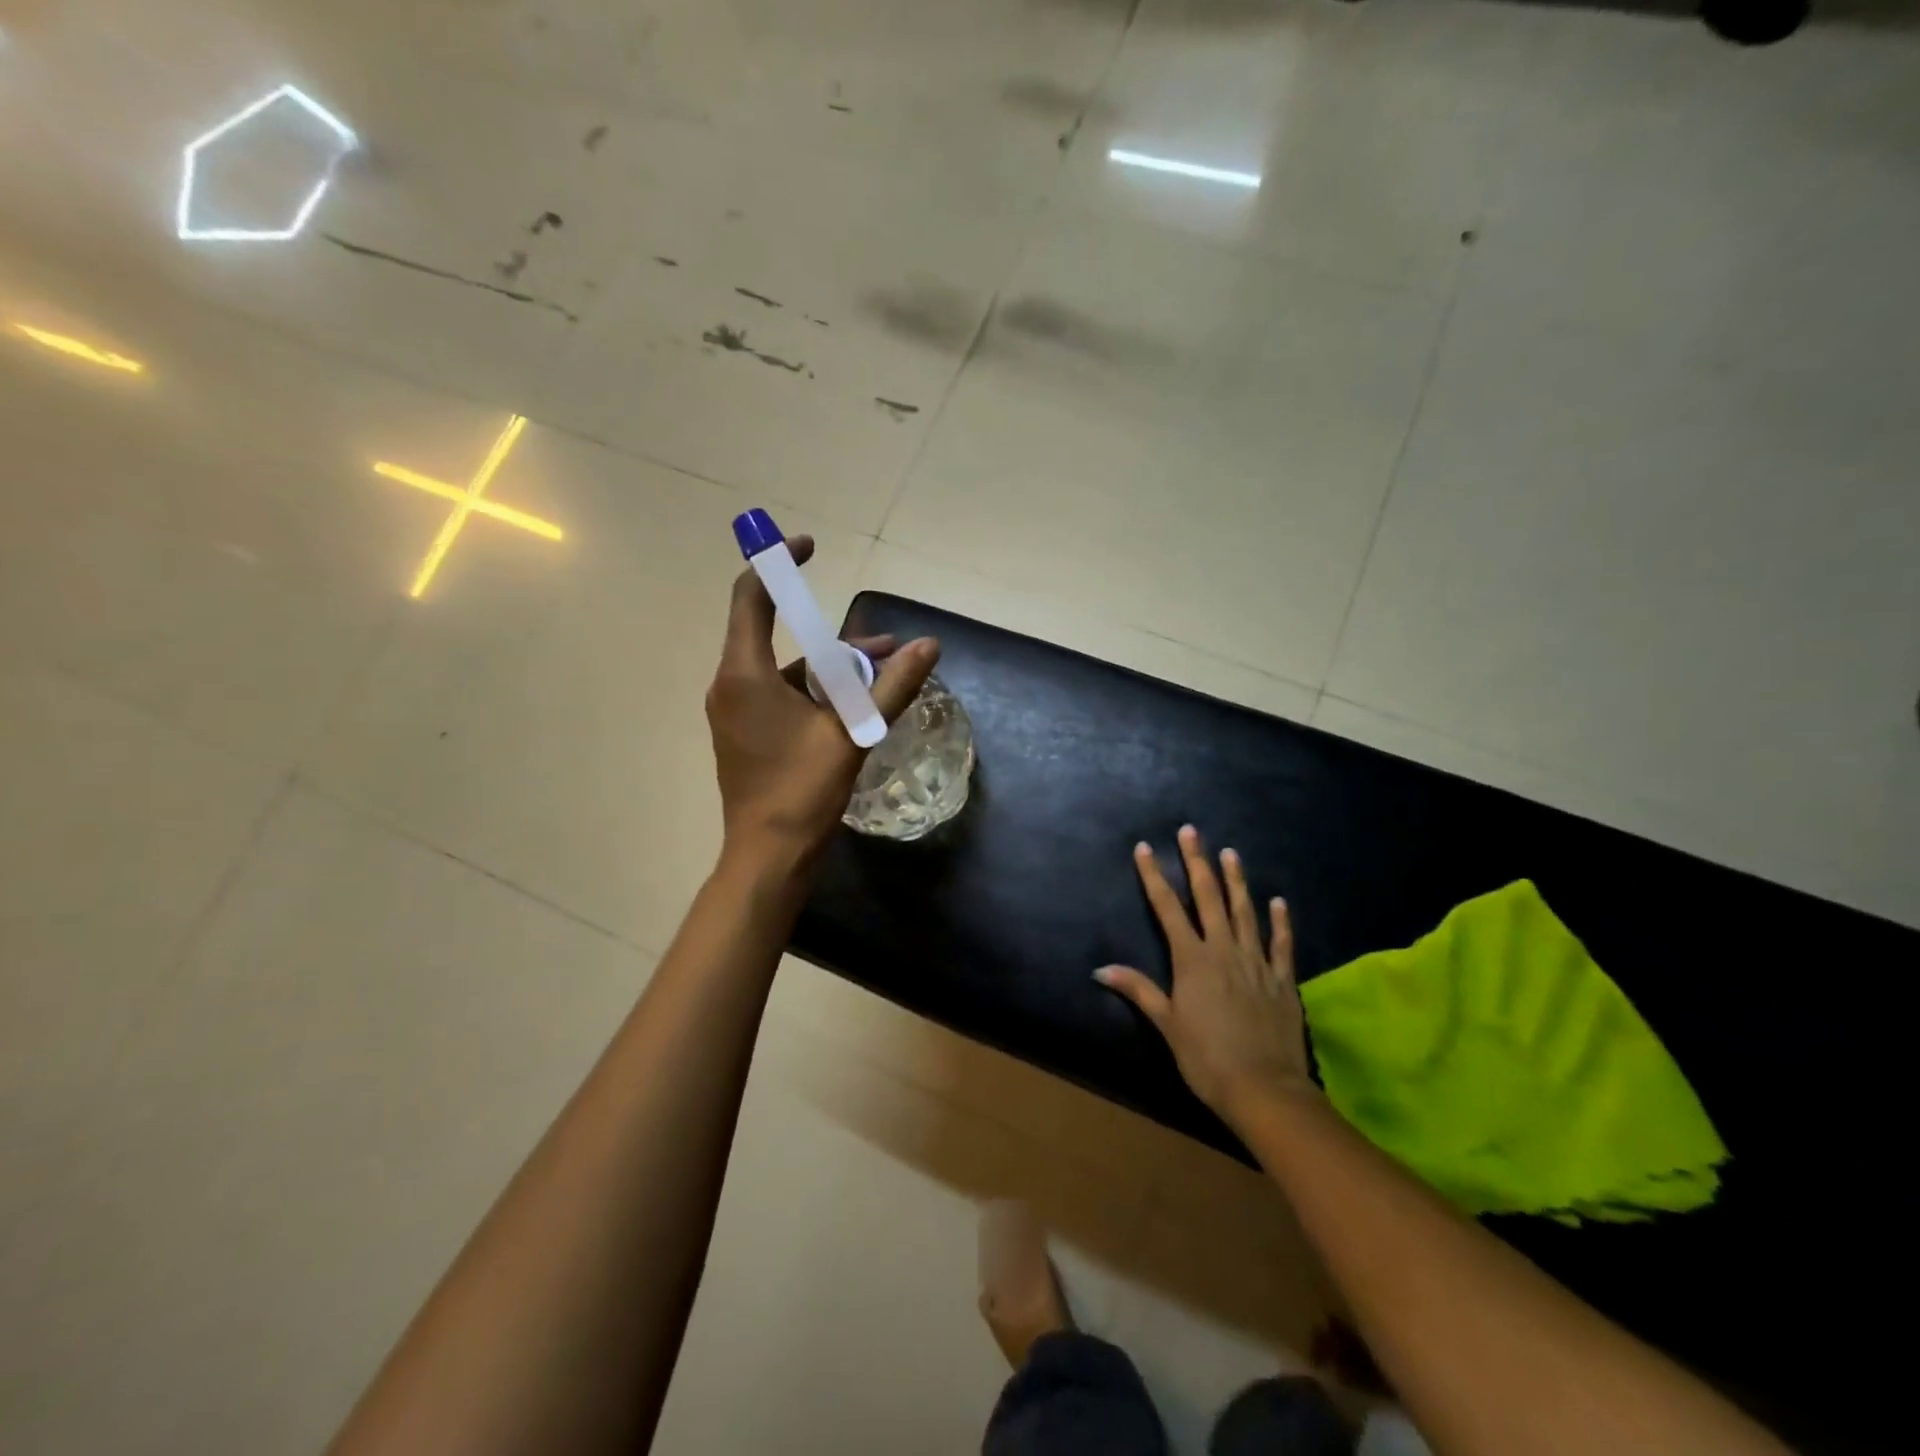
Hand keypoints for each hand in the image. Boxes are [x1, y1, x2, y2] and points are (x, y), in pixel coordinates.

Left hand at [707, 536, 938, 870]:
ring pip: (784, 671)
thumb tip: (929, 645)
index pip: (750, 598)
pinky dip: (815, 693)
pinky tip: (855, 708)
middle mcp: (731, 686)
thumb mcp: (852, 734)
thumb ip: (891, 687)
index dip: (776, 564)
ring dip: (830, 670)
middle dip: (833, 637)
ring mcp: (735, 712)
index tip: (808, 547)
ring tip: (883, 678)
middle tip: (885, 647)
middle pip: (777, 636)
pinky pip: (780, 696)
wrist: (769, 856)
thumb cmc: (802, 792)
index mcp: (744, 675)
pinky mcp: (745, 734)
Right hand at [1096, 825, 1316, 1127]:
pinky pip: (1281, 944)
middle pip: (1208, 897)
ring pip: (1245, 911)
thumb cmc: (1206, 1058)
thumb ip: (1138, 990)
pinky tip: (1278, 901)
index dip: (1154, 876)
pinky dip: (1280, 922)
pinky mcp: (1282, 980)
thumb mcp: (1167, 1024)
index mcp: (1192, 959)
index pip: (1167, 908)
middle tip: (1191, 831)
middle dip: (1197, 862)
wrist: (1264, 1089)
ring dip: (1236, 880)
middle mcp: (1224, 950)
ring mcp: (1256, 962)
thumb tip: (1100, 969)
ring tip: (1230, 852)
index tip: (1145, 847)